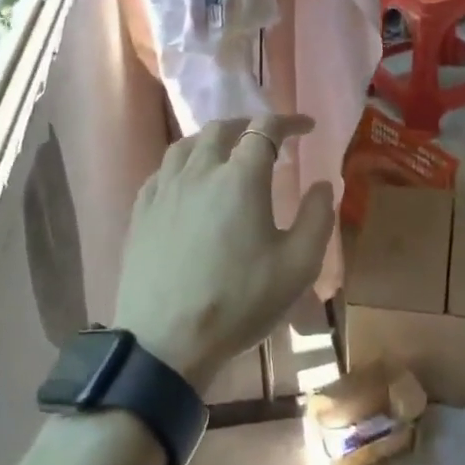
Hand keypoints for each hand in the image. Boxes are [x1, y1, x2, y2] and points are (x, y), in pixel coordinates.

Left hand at [113, 114, 335, 392]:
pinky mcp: (141, 212)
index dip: (289, 122)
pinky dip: (182, 164)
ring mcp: (165, 190)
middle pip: (221, 129)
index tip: (307, 128)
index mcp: (241, 178)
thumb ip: (317, 218)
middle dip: (248, 126)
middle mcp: (200, 171)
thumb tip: (323, 184)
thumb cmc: (239, 302)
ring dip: (212, 139)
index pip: (266, 129)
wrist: (166, 342)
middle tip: (266, 139)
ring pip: (186, 145)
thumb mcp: (297, 265)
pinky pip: (162, 171)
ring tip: (226, 153)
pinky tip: (187, 182)